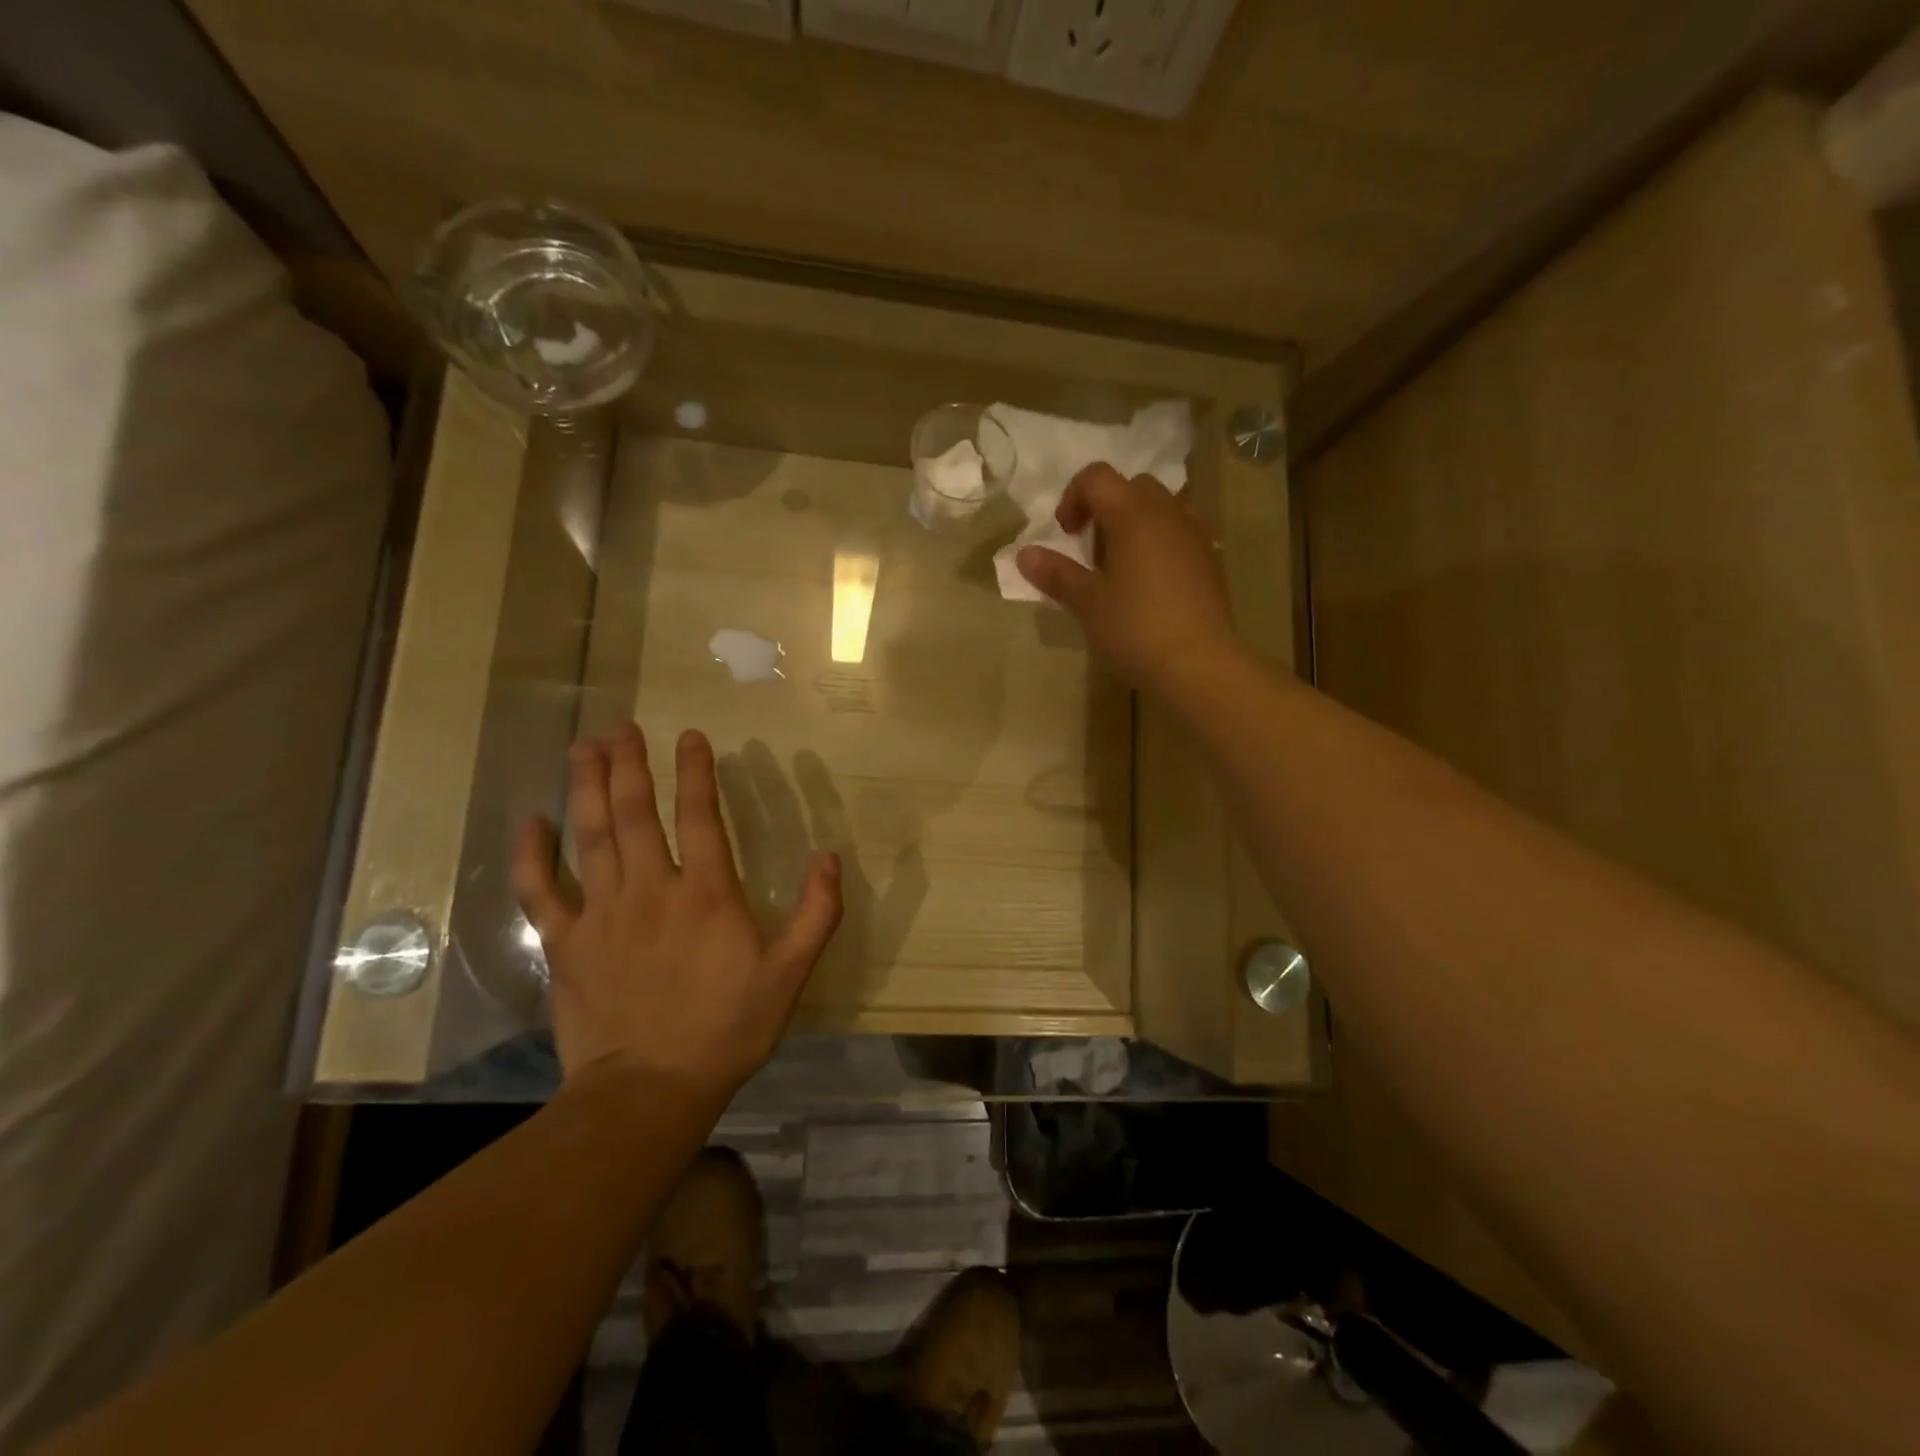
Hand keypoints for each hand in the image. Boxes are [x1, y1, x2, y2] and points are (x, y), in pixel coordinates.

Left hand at [513, 722, 841, 1095]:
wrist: (650, 1091)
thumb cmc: (727, 1028)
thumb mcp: (790, 974)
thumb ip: (816, 913)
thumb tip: (830, 857)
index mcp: (706, 894)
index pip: (700, 817)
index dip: (696, 772)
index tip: (690, 735)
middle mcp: (650, 890)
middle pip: (635, 814)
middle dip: (630, 765)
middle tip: (621, 726)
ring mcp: (601, 914)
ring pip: (591, 837)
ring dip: (587, 788)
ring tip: (584, 748)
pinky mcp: (565, 944)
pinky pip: (541, 891)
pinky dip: (532, 855)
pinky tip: (531, 822)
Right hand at [1015, 462, 1237, 695]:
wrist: (1199, 664)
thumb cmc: (1134, 628)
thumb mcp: (1086, 603)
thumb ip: (1056, 573)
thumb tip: (1025, 554)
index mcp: (1133, 513)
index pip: (1096, 477)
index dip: (1072, 498)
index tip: (1066, 535)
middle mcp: (1168, 512)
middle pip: (1132, 487)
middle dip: (1106, 510)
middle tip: (1094, 555)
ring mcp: (1196, 534)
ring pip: (1161, 509)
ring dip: (1136, 526)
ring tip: (1123, 570)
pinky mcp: (1212, 560)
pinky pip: (1181, 534)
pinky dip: (1160, 544)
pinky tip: (1152, 586)